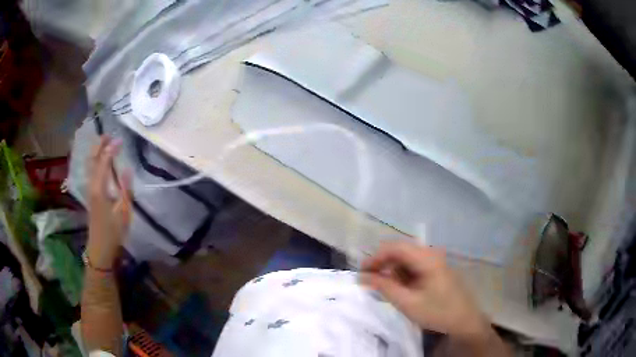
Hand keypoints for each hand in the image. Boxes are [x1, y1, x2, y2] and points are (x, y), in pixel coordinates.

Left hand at [86, 136, 131, 269]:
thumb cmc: (113, 232)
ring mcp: (89, 190)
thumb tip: (127, 169)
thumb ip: (125, 190)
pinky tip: (100, 161)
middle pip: (92, 160)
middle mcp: (91, 186)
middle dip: (99, 146)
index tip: (120, 140)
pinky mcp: (90, 195)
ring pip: (90, 165)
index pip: (103, 162)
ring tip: (104, 143)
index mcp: (99, 189)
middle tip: (108, 135)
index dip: (111, 149)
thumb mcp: (124, 213)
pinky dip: (95, 161)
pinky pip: (91, 172)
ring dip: (96, 152)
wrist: (100, 249)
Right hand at [360, 241, 489, 340]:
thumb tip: (362, 276)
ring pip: (406, 258)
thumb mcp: (407, 303)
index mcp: (426, 258)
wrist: (464, 320)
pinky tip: (401, 289)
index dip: (375, 257)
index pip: (395, 247)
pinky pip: (414, 265)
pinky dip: (403, 275)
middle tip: (369, 280)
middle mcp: (431, 254)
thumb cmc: (437, 311)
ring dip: (392, 270)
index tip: (361, 272)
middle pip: (400, 250)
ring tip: (385, 288)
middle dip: (382, 264)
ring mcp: (435, 261)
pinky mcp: (436, 269)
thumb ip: (384, 287)